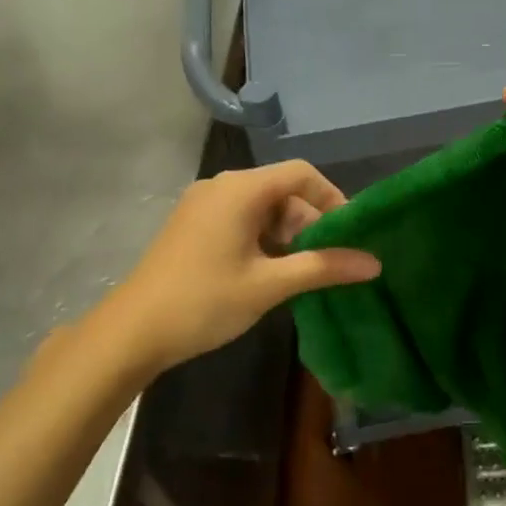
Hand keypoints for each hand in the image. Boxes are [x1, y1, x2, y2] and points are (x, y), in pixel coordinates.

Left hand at [62, 162, 379, 382]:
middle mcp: (221, 187)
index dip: (332, 197)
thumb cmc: (204, 301)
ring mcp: (203, 205)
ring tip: (298, 274)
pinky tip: (268, 273)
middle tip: (325, 262)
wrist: (131, 332)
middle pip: (282, 190)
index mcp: (240, 190)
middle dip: (309, 223)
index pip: (301, 173)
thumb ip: (323, 267)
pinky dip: (262, 239)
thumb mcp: (270, 285)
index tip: (350, 233)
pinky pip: (240, 219)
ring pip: (261, 208)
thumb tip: (374, 263)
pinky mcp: (192, 225)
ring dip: (286, 235)